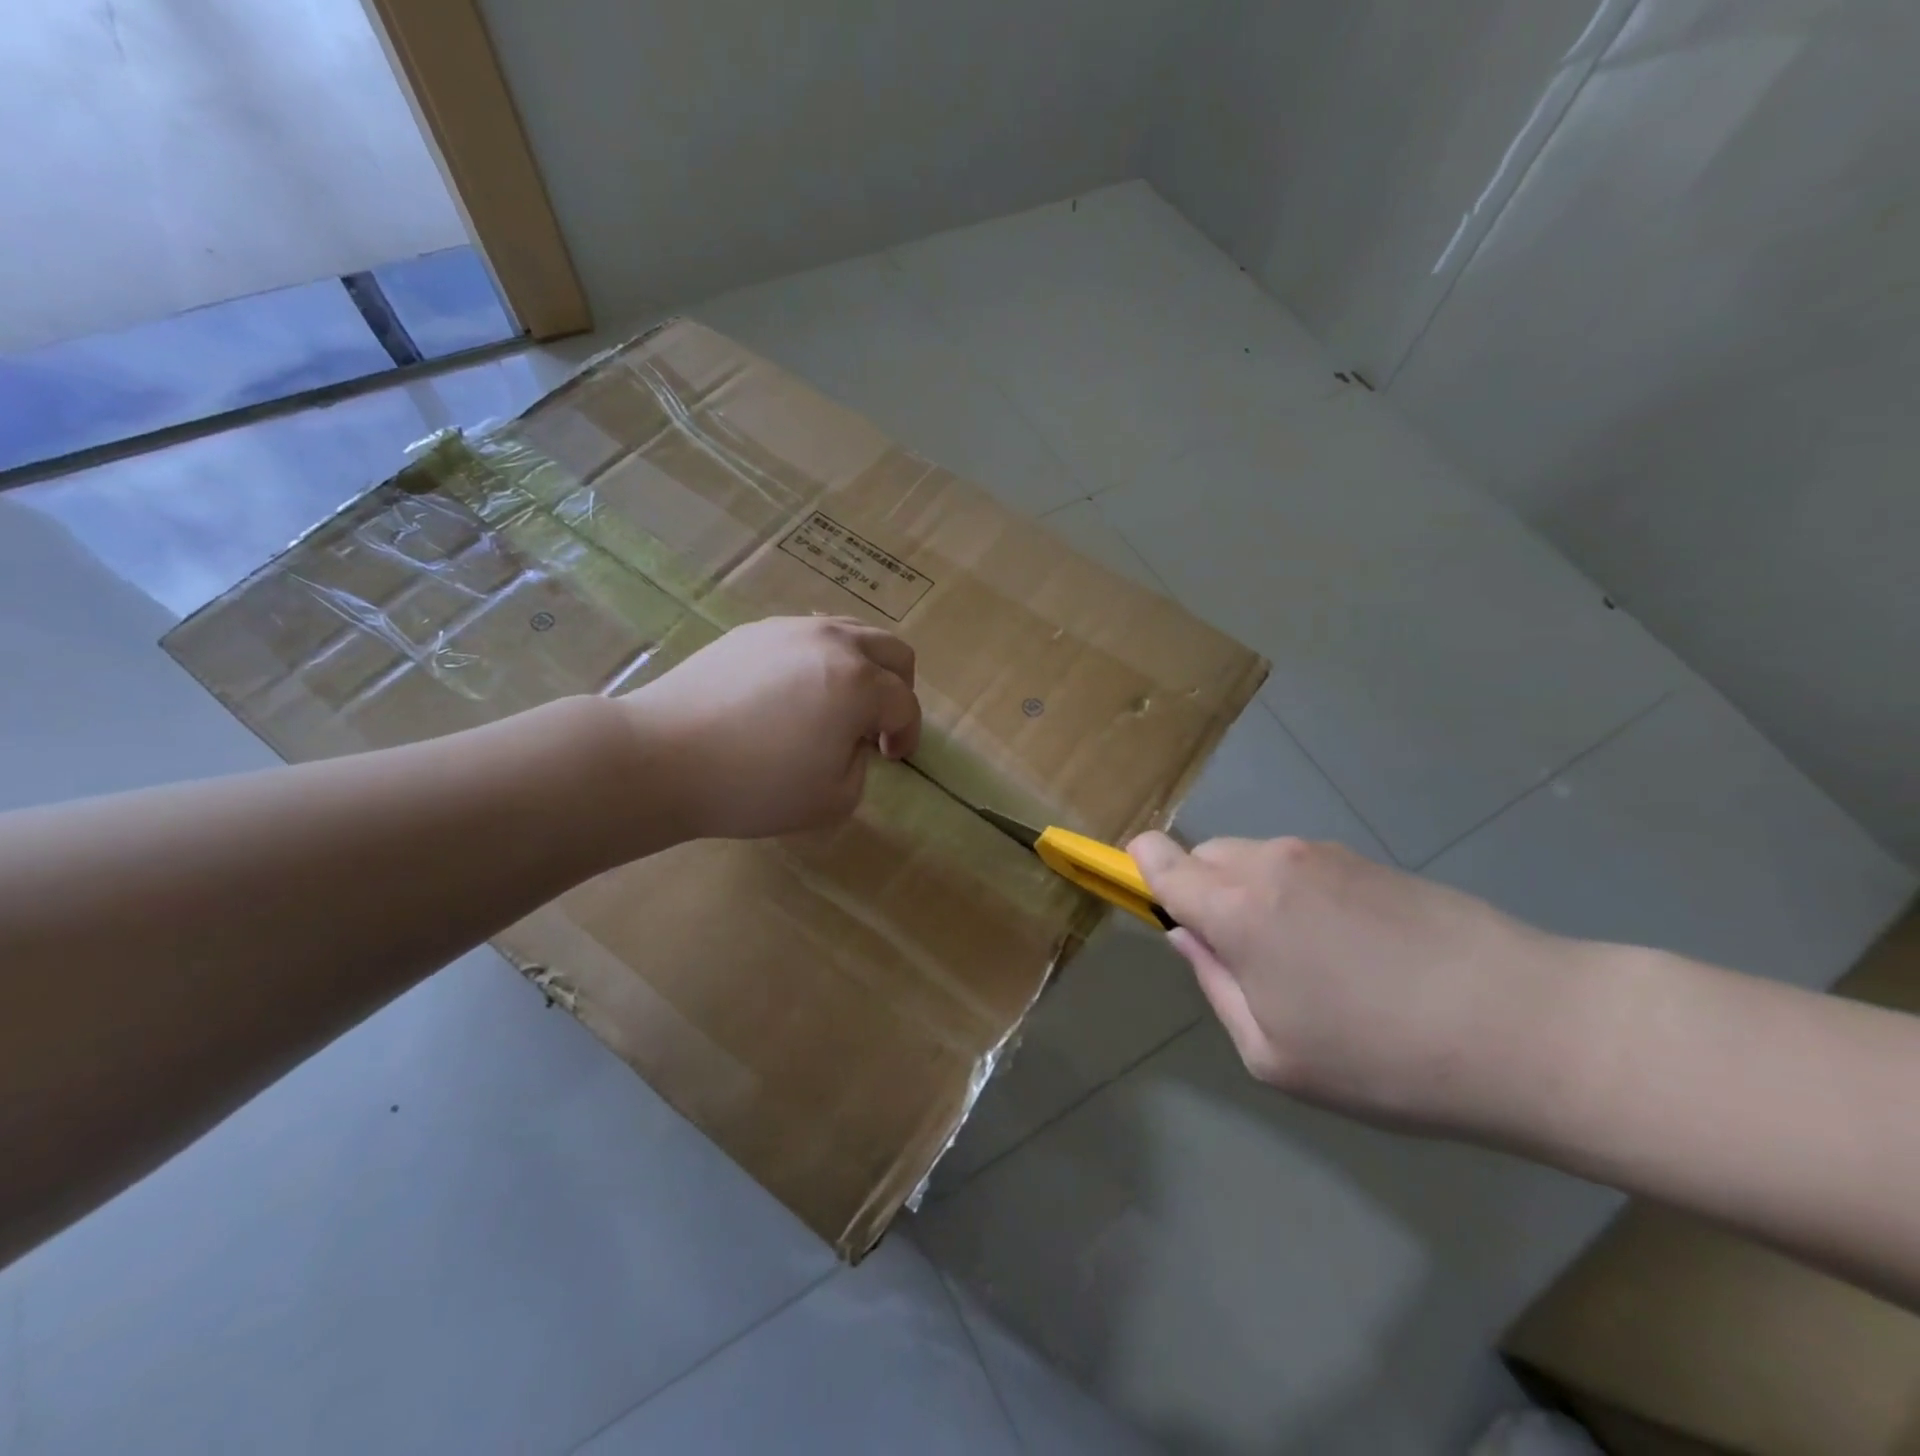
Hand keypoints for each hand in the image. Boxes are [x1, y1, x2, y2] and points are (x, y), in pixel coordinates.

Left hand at [624, 616, 920, 840]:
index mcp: (859, 683)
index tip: (891, 760)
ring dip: (862, 668)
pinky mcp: (753, 632)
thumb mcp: (834, 799)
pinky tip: (794, 694)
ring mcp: (790, 630)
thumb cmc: (754, 786)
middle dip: (898, 689)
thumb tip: (850, 740)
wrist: (661, 757)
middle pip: (892, 651)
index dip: (907, 735)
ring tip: (838, 704)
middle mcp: (832, 642)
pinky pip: (807, 636)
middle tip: (878, 725)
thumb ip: (861, 765)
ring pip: (851, 632)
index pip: (905, 704)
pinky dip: (821, 660)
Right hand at [1128, 832, 1583, 1129]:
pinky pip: (1301, 866)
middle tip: (1244, 958)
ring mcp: (1322, 853)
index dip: (1140, 869)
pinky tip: (1351, 949)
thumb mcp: (1274, 1053)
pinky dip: (1298, 894)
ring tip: (1308, 962)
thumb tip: (1188, 937)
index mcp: (1235, 908)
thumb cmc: (1383, 1060)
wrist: (1527, 1027)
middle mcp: (1269, 863)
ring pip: (1254, 859)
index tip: (1153, 900)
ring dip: (1254, 895)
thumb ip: (1215, 985)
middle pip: (1204, 855)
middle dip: (1203, 893)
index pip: (1157, 857)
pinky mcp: (1366, 858)